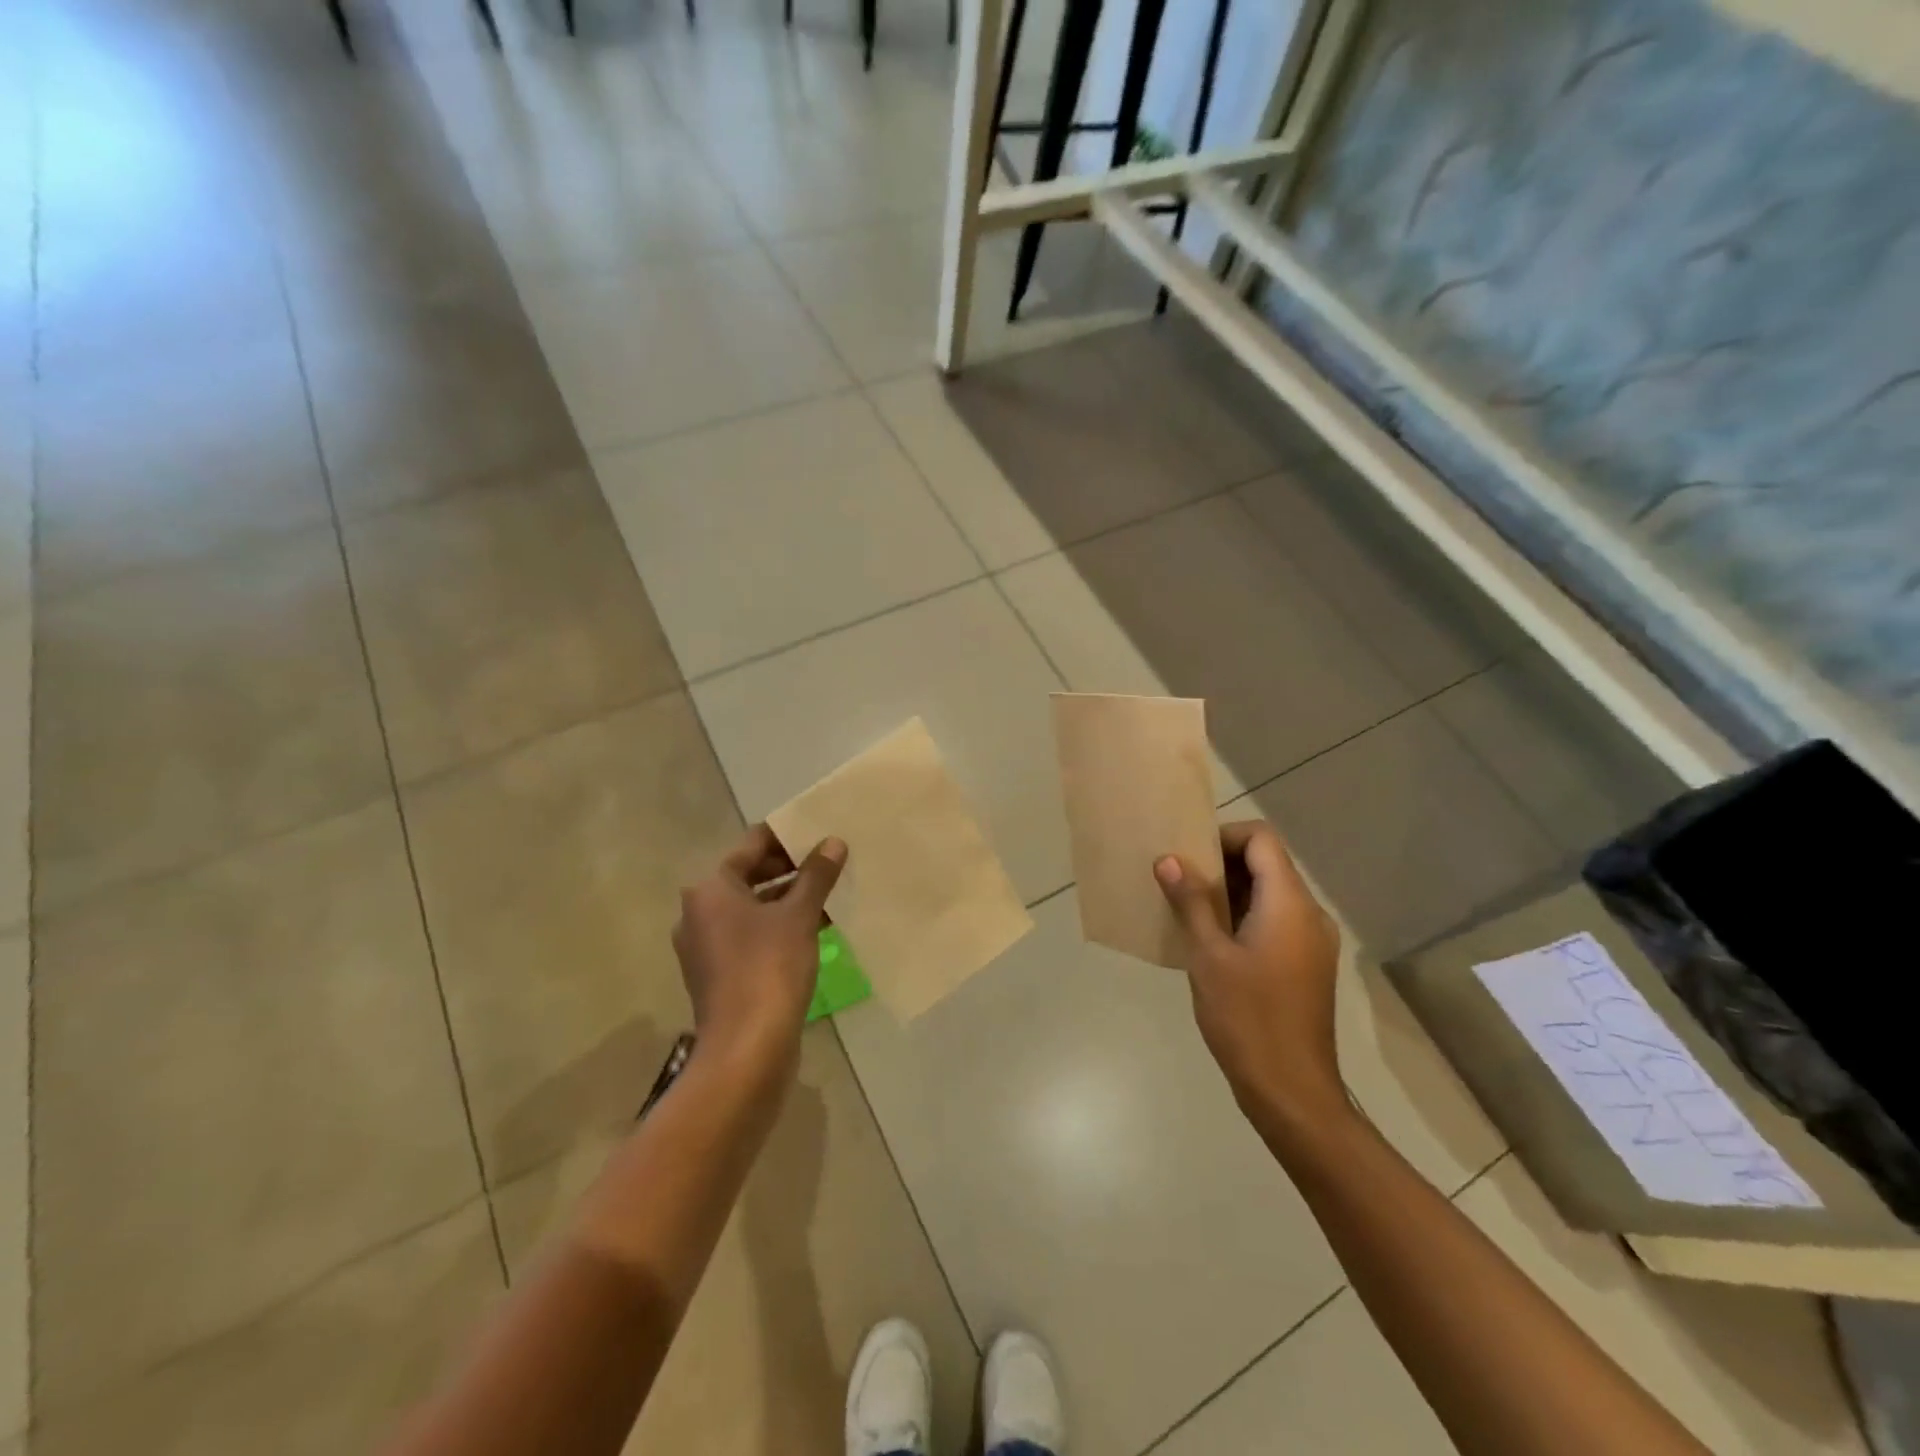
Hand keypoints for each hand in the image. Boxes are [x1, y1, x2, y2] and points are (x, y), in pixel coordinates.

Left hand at [673, 825, 846, 1088]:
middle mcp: (700, 912)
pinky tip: (816, 928)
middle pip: (749, 875)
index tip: (821, 833)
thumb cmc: (768, 968)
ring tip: (829, 893)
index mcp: (711, 889)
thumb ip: (816, 875)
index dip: (787, 836)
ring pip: (753, 908)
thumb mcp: (798, 916)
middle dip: (791, 869)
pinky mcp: (719, 974)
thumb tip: (834, 842)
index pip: (752, 845)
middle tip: (830, 862)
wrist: (746, 1049)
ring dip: (788, 899)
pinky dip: (779, 927)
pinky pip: (752, 935)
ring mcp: (707, 946)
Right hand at [1155, 822, 1345, 1126]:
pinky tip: (1212, 941)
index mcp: (1290, 904)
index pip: (1262, 839)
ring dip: (1232, 892)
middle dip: (1223, 864)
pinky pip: (1276, 920)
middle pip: (1269, 863)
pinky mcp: (1308, 965)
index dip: (1224, 837)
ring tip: (1189, 909)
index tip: (1189, 857)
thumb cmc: (1247, 1018)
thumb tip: (1170, 860)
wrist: (1292, 1091)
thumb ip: (1191, 902)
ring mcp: (1313, 942)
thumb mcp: (1208, 956)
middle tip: (1180, 882)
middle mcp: (1310, 914)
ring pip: (1272, 893)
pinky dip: (1245, 916)